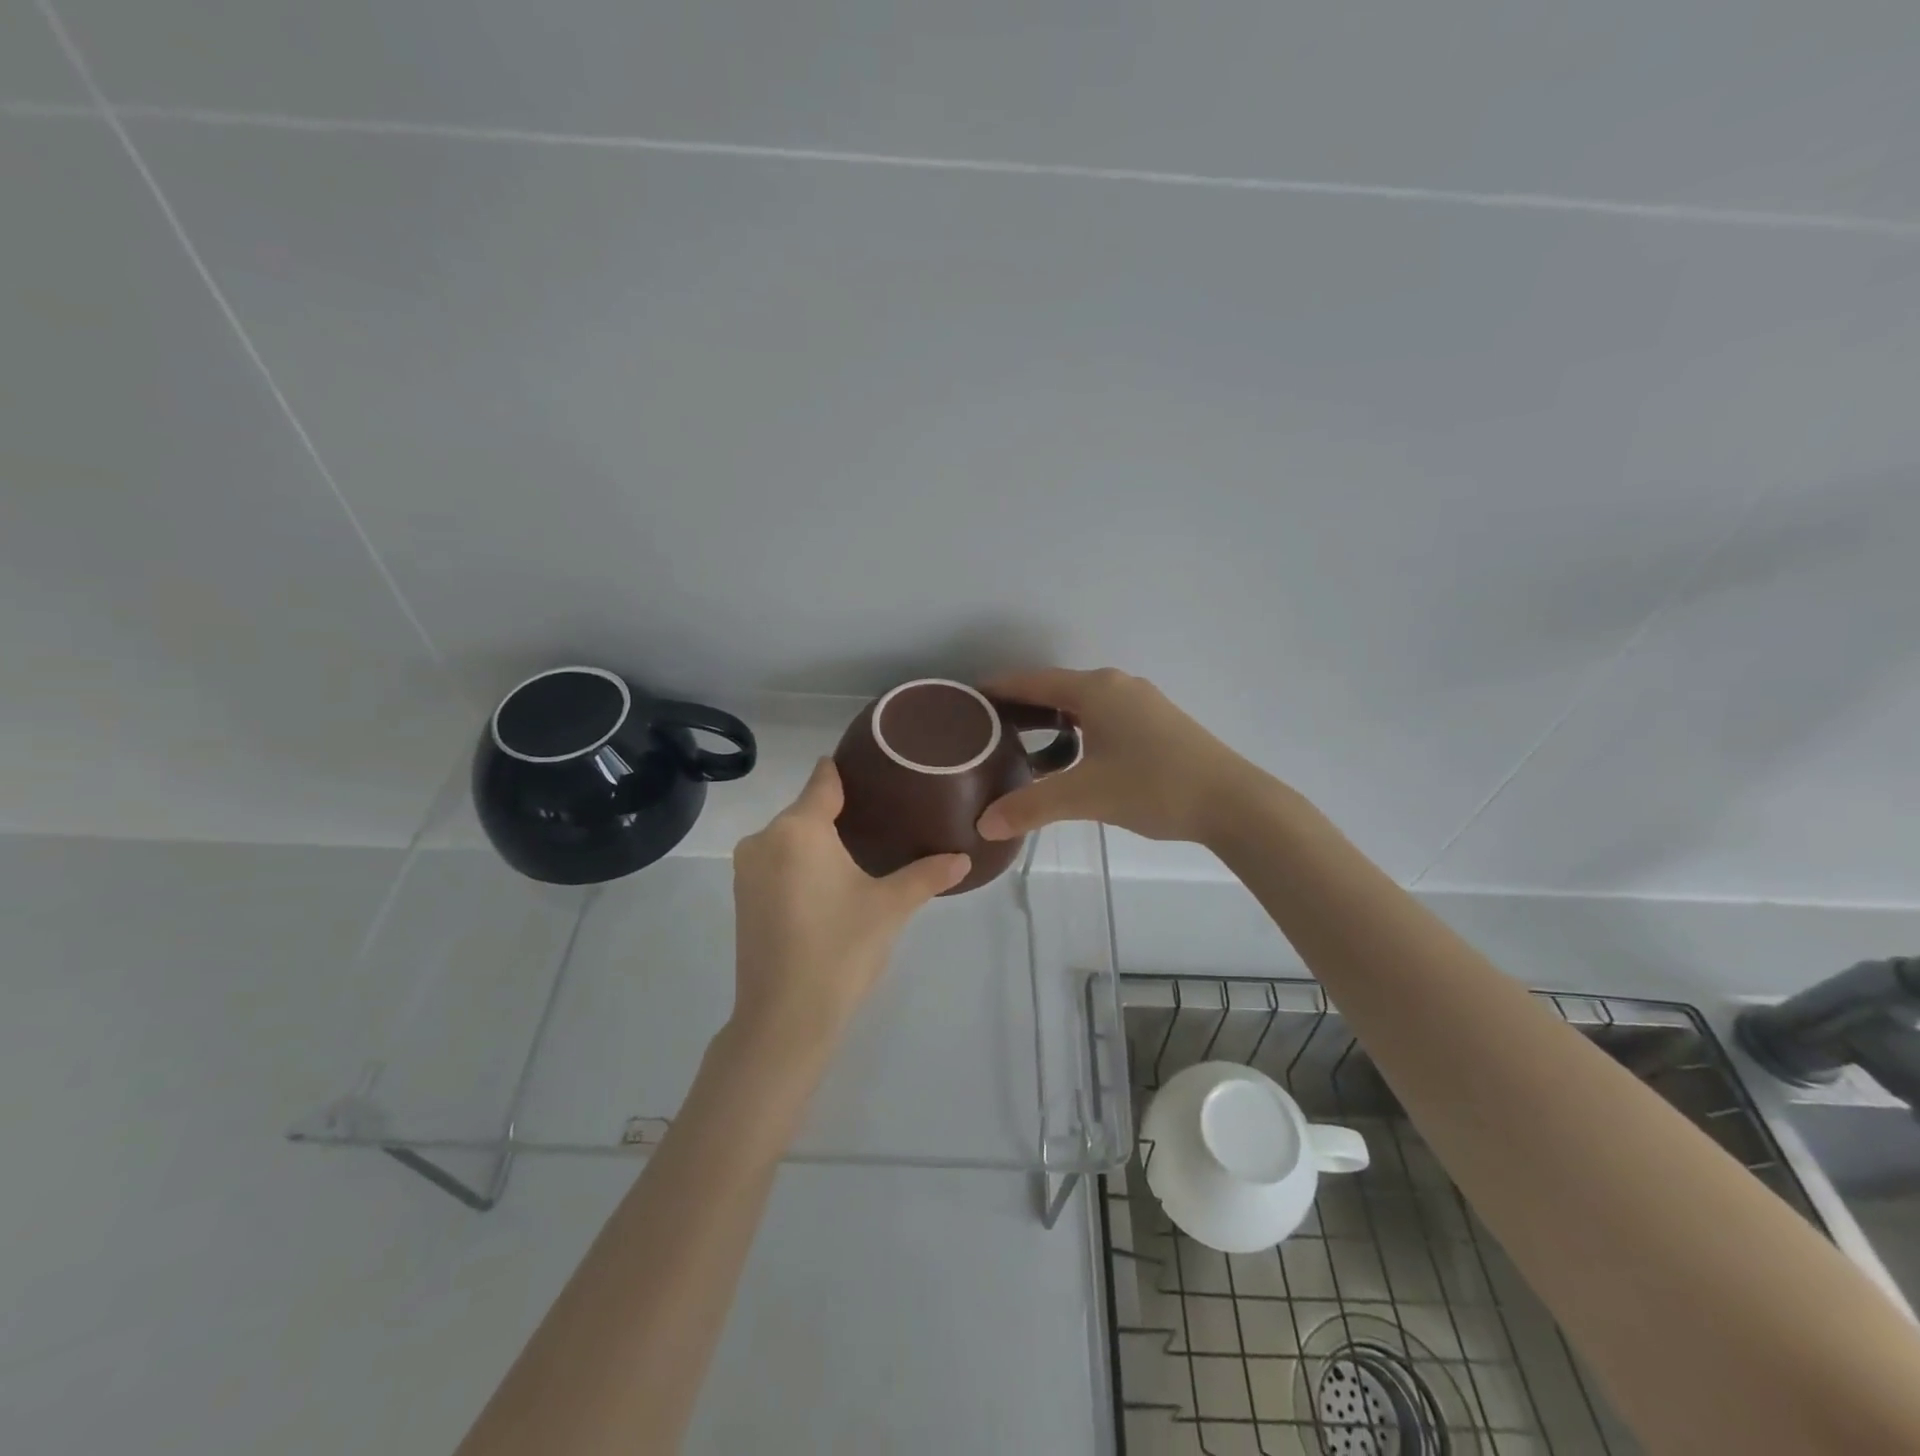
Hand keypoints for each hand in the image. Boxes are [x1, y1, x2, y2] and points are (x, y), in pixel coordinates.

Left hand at [731, 759, 967, 1056]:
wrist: (784, 1019)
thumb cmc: (840, 949)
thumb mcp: (890, 907)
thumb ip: (927, 874)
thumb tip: (965, 858)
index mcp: (798, 829)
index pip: (824, 780)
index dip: (849, 771)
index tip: (878, 768)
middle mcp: (764, 839)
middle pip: (808, 809)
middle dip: (842, 811)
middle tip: (887, 819)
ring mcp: (747, 870)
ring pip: (791, 837)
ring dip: (821, 840)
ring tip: (864, 851)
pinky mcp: (742, 898)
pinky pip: (778, 862)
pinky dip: (802, 863)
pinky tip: (831, 883)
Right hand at [976, 668, 1254, 846]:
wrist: (1233, 802)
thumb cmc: (1154, 786)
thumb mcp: (1086, 796)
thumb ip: (1031, 808)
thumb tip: (982, 826)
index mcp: (1095, 689)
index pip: (1031, 681)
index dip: (997, 690)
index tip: (966, 702)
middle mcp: (1116, 686)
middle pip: (1055, 689)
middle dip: (1021, 707)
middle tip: (986, 731)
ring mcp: (1141, 703)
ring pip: (1082, 705)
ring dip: (1051, 722)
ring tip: (1021, 747)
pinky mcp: (1158, 723)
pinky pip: (1103, 718)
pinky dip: (1078, 731)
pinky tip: (1072, 760)